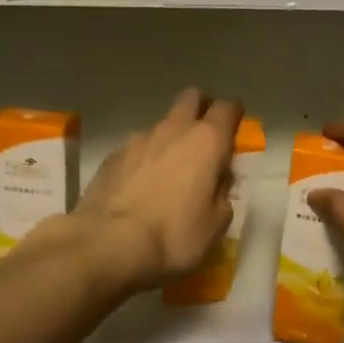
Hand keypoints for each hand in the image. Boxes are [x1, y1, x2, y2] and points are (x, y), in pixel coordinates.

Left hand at [64, 88, 243, 293]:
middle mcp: (174, 129)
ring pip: (162, 125)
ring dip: (170, 140)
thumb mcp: (216, 223)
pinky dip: (143, 160)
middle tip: (204, 138)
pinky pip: (136, 149)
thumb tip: (217, 180)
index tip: (235, 130)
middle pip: (191, 98)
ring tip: (168, 173)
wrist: (108, 244)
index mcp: (207, 141)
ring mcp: (138, 140)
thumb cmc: (174, 235)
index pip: (228, 107)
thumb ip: (222, 193)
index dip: (234, 114)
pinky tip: (139, 187)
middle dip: (200, 109)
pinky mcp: (112, 156)